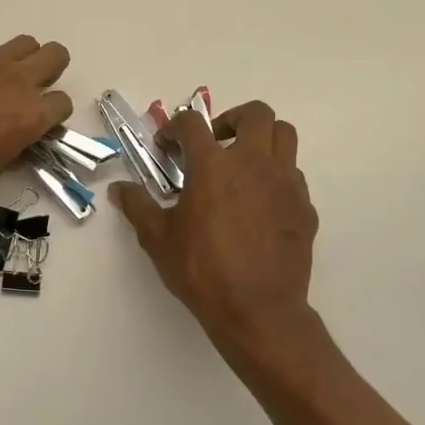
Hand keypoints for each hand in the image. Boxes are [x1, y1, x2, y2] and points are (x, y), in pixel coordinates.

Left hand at [0, 36, 73, 204]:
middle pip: (55, 56)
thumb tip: (7, 150)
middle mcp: (13, 81)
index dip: (52, 116)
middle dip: (50, 71)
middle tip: (28, 91)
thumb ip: (4, 162)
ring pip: (22, 44)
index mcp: (28, 116)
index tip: (36, 127)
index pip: (63, 103)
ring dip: (18, 61)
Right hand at [111, 102, 321, 375]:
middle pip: (256, 113)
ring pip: (284, 136)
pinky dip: (277, 176)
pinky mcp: (305, 207)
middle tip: (216, 142)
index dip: (174, 128)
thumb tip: (119, 189)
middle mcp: (253, 163)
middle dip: (232, 119)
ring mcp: (285, 183)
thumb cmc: (203, 271)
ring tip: (242, 164)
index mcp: (213, 165)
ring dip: (262, 139)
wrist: (259, 312)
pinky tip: (260, 203)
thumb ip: (138, 206)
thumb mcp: (158, 239)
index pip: (192, 123)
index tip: (167, 147)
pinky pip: (294, 175)